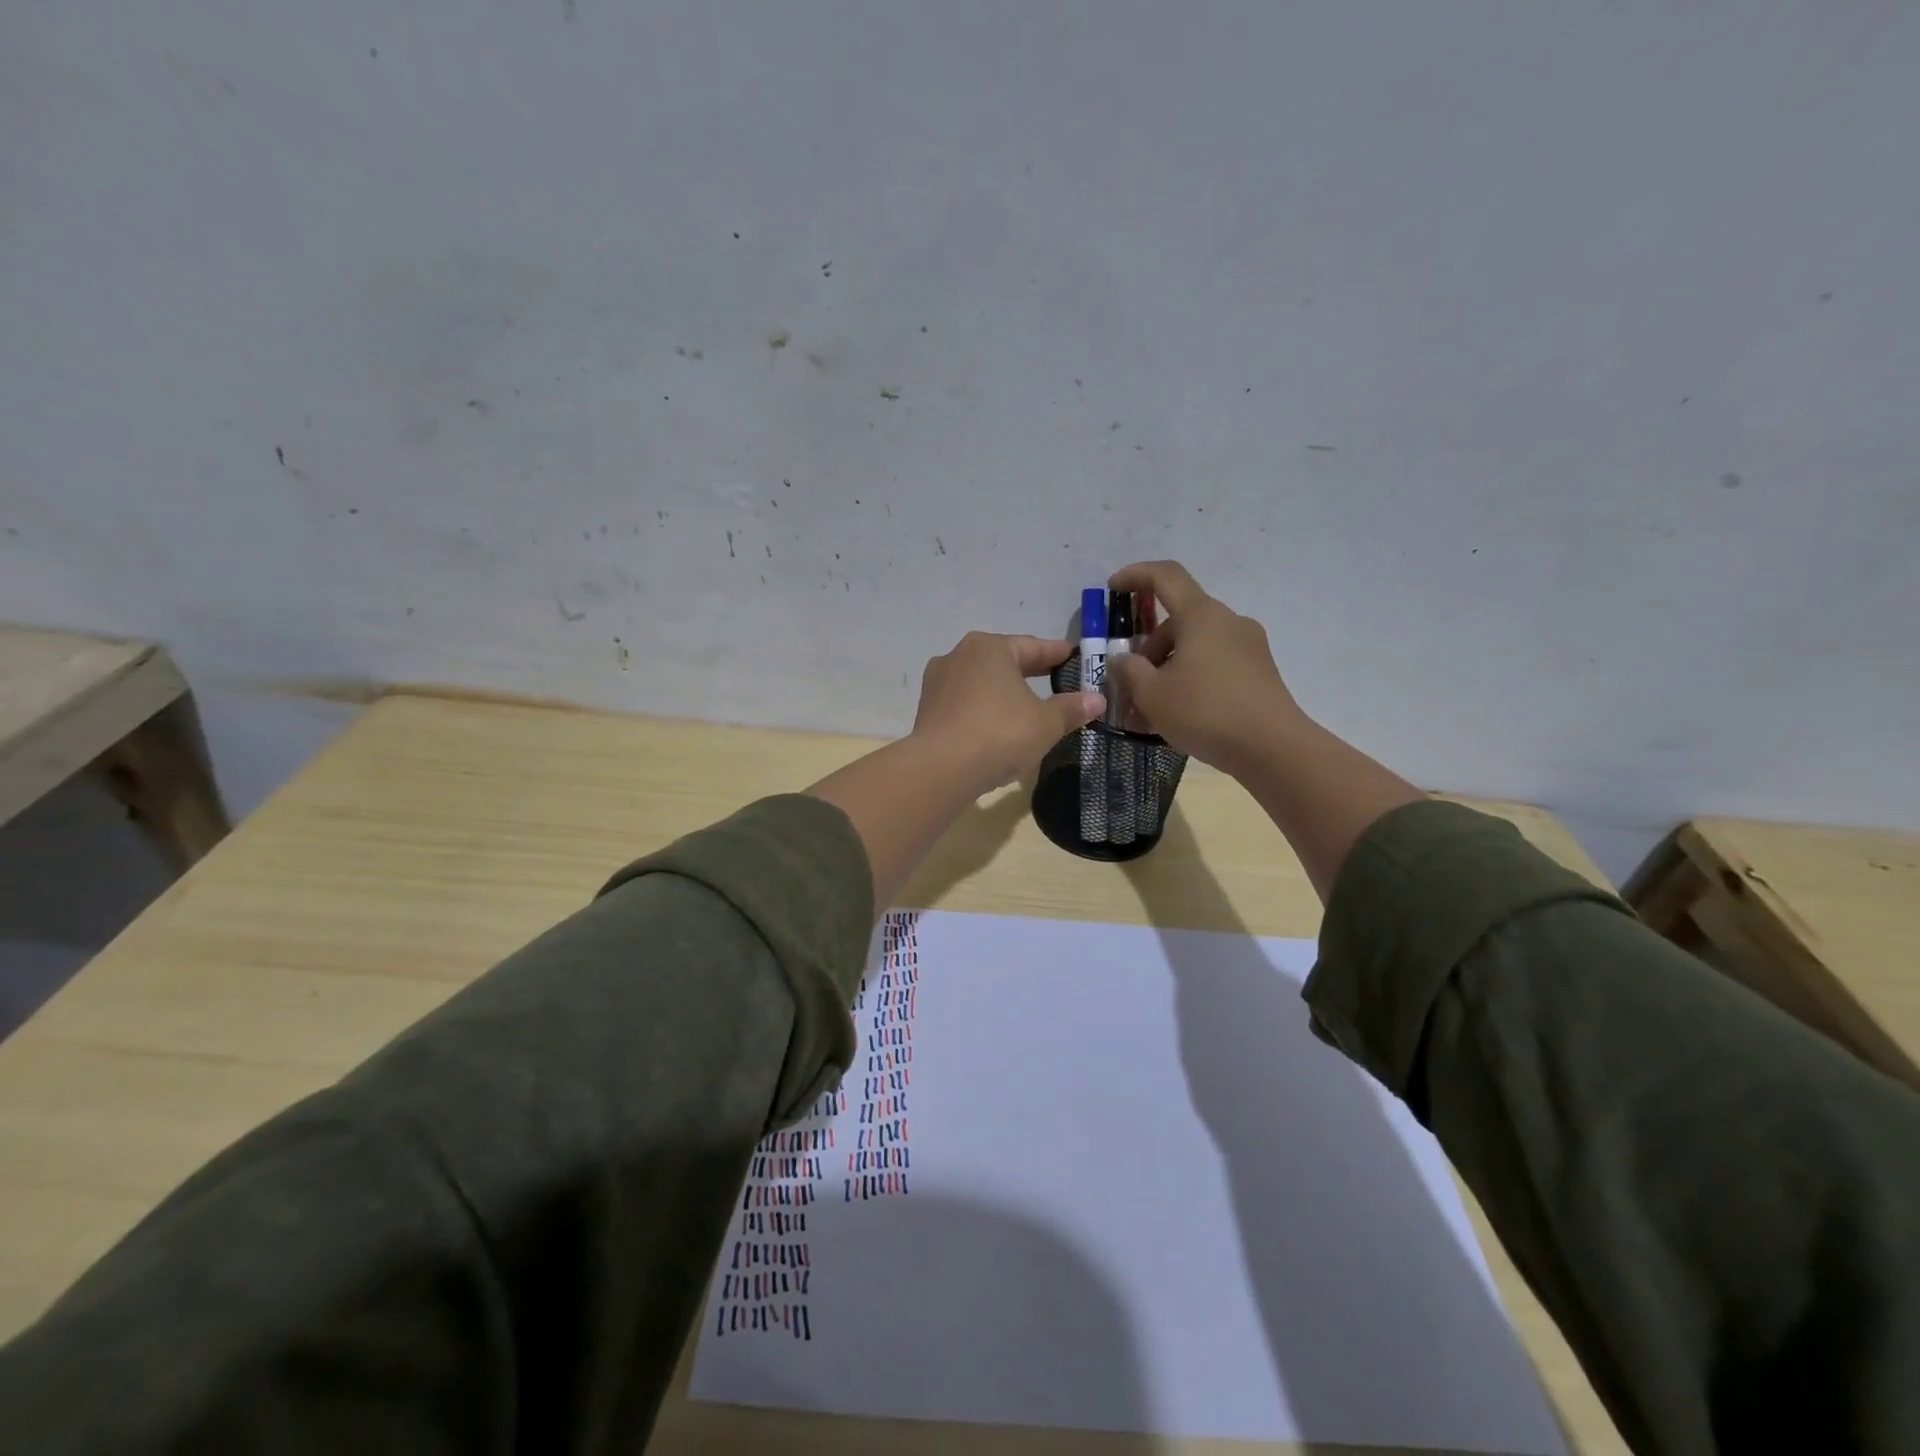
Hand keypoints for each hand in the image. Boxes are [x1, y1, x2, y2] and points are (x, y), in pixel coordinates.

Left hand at [912, 633, 1105, 793]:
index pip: (1032, 647)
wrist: (940, 770)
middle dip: (1029, 672)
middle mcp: (959, 656)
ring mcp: (938, 683)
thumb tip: (1097, 699)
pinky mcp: (927, 710)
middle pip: (1003, 661)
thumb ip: (1071, 709)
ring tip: (1025, 704)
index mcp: (989, 648)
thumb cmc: (1000, 734)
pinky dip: (983, 710)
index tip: (1075, 657)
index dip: (1057, 654)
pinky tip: (996, 725)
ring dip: (1003, 692)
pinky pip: (965, 704)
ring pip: (981, 682)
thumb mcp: (1045, 723)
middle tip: (1055, 679)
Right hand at [1106, 561, 1305, 771]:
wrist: (1272, 748)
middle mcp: (1228, 621)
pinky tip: (1180, 713)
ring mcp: (1249, 646)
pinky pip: (1215, 663)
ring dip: (1169, 666)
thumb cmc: (1204, 712)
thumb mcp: (1151, 694)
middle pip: (1179, 619)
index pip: (1165, 576)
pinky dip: (1192, 677)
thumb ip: (1129, 671)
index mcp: (1201, 615)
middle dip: (1149, 646)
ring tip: (1151, 707)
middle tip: (1130, 682)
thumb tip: (1124, 659)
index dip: (1135, 575)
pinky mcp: (1259, 671)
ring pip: (1197, 644)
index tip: (1113, 588)